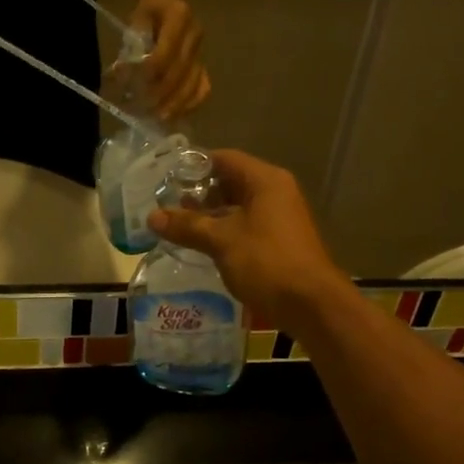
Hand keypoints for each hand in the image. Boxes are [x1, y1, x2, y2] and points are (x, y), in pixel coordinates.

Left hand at [133, 0, 210, 119]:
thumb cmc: (148, 11)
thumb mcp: (135, 20)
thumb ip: (131, 48)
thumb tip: (119, 78)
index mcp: (179, 16)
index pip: (164, 54)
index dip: (146, 75)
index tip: (128, 88)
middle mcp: (195, 34)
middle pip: (179, 74)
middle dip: (157, 95)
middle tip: (138, 110)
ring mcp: (202, 51)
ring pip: (193, 85)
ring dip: (173, 106)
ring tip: (154, 118)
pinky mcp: (203, 64)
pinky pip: (202, 89)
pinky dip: (189, 105)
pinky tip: (173, 115)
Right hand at [148, 150, 348, 334]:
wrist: (311, 305)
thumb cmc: (266, 261)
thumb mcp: (221, 241)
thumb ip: (186, 226)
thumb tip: (152, 216)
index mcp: (265, 180)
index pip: (224, 159)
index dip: (194, 166)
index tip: (166, 177)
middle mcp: (275, 192)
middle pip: (231, 181)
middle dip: (199, 193)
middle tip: (167, 203)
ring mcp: (280, 217)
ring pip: (238, 206)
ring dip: (210, 214)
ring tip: (177, 225)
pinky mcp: (279, 241)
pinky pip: (246, 226)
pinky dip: (224, 230)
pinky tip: (201, 244)